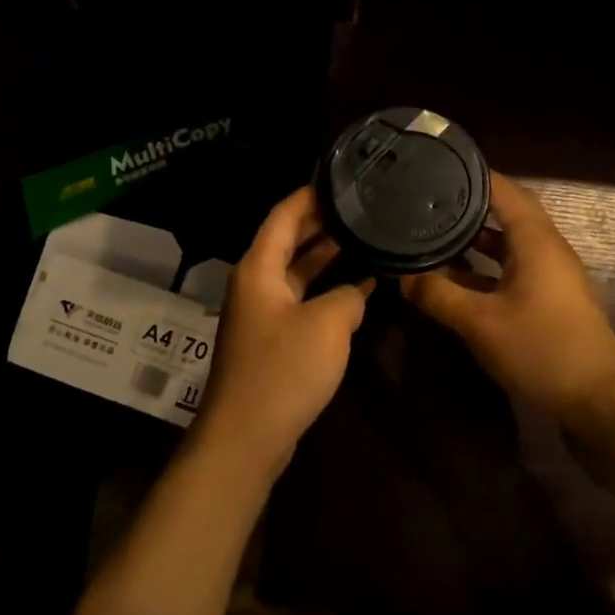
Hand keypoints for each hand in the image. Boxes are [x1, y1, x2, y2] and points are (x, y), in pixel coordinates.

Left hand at [196, 185, 372, 473]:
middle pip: (290, 240)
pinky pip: (302, 300)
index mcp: (259, 268)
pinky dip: (327, 290)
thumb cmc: (283, 371)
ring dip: (328, 257)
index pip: (284, 214)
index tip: (343, 177)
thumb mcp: (327, 324)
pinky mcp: (273, 340)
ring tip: (367, 237)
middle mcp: (256, 283)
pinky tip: (360, 289)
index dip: (311, 194)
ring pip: (298, 272)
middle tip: (362, 205)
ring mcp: (264, 313)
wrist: (247, 436)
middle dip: (324, 222)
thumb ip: (347, 296)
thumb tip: (356, 291)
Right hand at [402, 173, 614, 428]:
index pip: (501, 189)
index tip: (434, 166)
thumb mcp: (480, 322)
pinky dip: (483, 266)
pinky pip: (510, 267)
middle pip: (504, 212)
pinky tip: (454, 277)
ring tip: (432, 233)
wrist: (597, 397)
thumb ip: (438, 295)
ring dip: (473, 239)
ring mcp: (549, 273)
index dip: (469, 174)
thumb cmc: (541, 348)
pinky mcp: (548, 296)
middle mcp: (545, 247)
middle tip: (426, 199)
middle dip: (465, 206)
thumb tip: (402, 276)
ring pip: (506, 242)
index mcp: (535, 239)